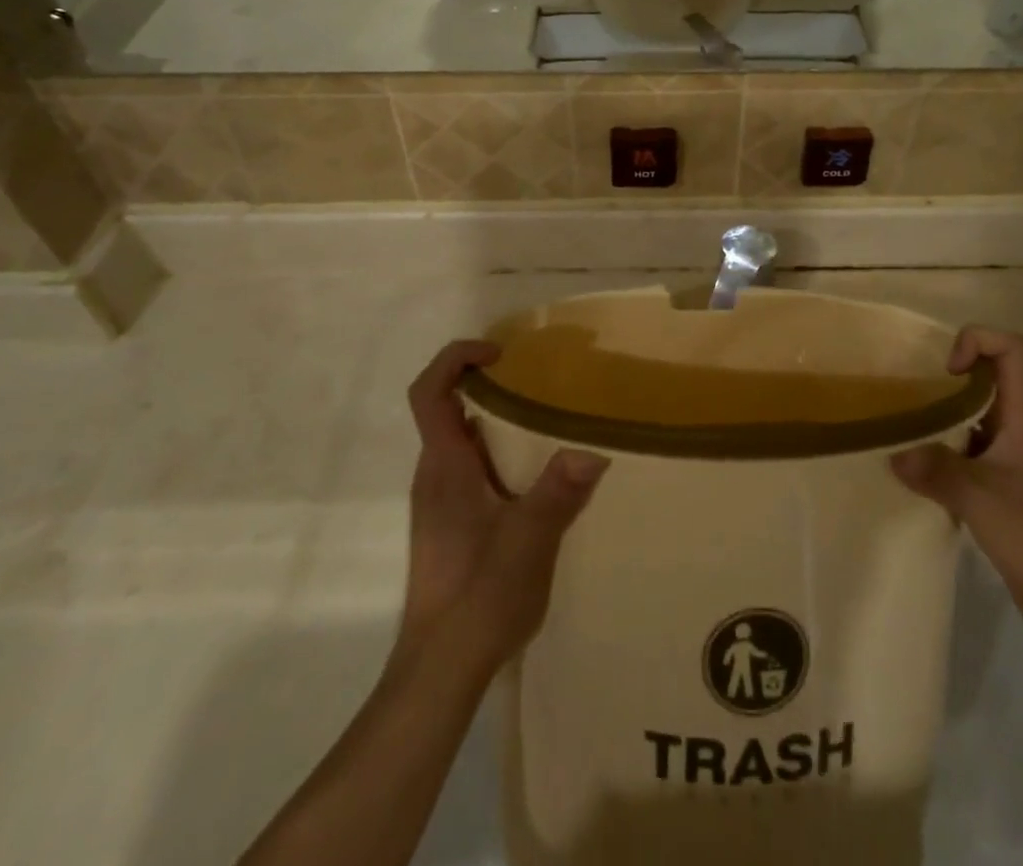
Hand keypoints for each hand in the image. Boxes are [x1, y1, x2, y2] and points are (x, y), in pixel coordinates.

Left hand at [401, 341, 608, 673]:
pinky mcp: (450, 523)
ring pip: (463, 440)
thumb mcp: (529, 543)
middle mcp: (436, 474)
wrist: (440, 668)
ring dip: (498, 421)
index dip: (456, 358)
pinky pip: (471, 467)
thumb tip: (593, 452)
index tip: (499, 354)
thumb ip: (557, 495)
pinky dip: (500, 452)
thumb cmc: (478, 597)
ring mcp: (440, 500)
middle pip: (448, 408)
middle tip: (540, 382)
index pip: (429, 392)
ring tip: (549, 422)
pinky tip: (537, 476)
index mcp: (445, 466)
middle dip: (489, 385)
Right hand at [891, 328, 1022, 652]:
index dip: (978, 342)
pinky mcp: (1007, 495)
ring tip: (903, 434)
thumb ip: (938, 472)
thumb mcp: (984, 502)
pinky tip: (919, 478)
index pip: (1014, 351)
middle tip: (908, 398)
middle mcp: (1021, 434)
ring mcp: (1015, 464)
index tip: (946, 371)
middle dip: (947, 379)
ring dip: (940, 421)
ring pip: (975, 421)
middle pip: (989, 381)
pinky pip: (969, 457)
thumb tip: (895, 456)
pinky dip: (943, 458)